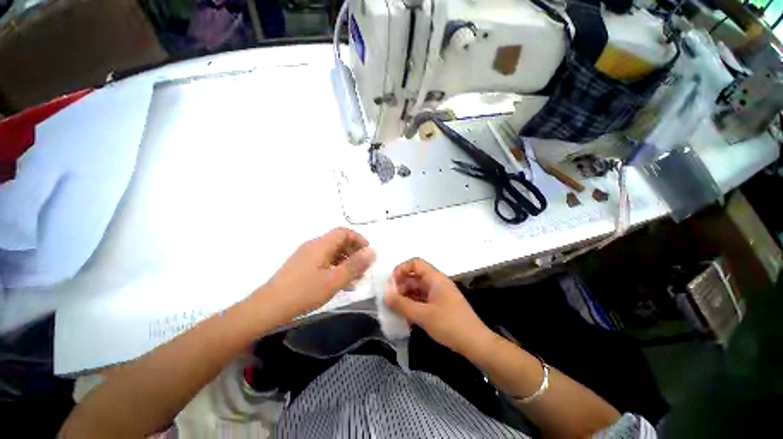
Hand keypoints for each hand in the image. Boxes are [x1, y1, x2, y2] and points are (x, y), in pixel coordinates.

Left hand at [262, 227, 375, 318]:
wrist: (267, 308)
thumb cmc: (303, 292)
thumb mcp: (334, 280)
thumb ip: (355, 265)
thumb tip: (372, 252)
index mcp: (321, 245)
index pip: (344, 232)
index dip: (359, 240)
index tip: (368, 254)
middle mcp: (313, 246)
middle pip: (338, 242)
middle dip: (354, 253)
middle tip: (363, 269)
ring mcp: (306, 256)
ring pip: (332, 253)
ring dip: (345, 263)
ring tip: (354, 280)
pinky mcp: (301, 267)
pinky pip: (323, 262)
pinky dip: (335, 268)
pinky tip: (339, 284)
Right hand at [384, 258, 491, 355]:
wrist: (475, 343)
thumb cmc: (449, 325)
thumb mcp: (423, 315)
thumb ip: (402, 304)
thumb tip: (384, 293)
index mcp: (435, 278)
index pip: (415, 263)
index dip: (401, 269)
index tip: (391, 284)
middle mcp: (436, 282)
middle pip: (415, 276)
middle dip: (400, 285)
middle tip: (390, 299)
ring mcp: (438, 294)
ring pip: (417, 288)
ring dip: (405, 296)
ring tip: (394, 308)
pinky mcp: (440, 305)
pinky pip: (422, 299)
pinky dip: (412, 304)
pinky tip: (405, 315)